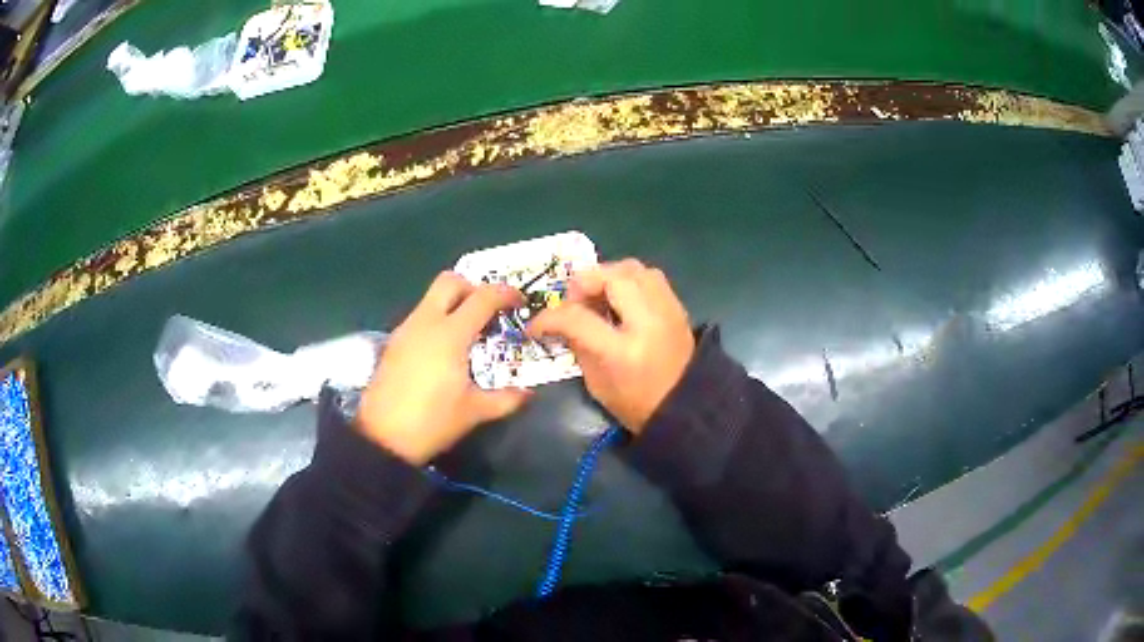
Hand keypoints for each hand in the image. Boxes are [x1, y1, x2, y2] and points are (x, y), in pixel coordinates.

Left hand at [356, 272, 531, 464]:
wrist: (382, 438)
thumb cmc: (432, 422)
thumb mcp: (474, 412)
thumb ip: (506, 399)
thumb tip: (529, 393)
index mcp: (450, 334)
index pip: (483, 297)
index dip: (505, 293)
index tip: (520, 301)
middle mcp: (426, 322)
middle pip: (450, 281)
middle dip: (473, 287)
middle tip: (488, 311)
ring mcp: (406, 330)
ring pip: (431, 297)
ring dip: (453, 303)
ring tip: (469, 332)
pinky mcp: (393, 342)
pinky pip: (419, 316)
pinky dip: (437, 319)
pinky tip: (445, 349)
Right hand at [528, 259, 694, 433]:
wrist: (686, 408)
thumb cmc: (636, 405)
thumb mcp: (596, 383)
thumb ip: (578, 346)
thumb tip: (563, 321)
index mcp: (623, 351)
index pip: (577, 318)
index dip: (549, 318)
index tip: (537, 325)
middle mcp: (648, 322)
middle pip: (611, 277)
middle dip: (584, 283)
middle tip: (574, 302)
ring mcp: (667, 310)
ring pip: (633, 268)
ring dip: (607, 276)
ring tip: (598, 296)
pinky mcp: (677, 306)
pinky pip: (650, 276)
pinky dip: (628, 279)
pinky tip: (620, 299)